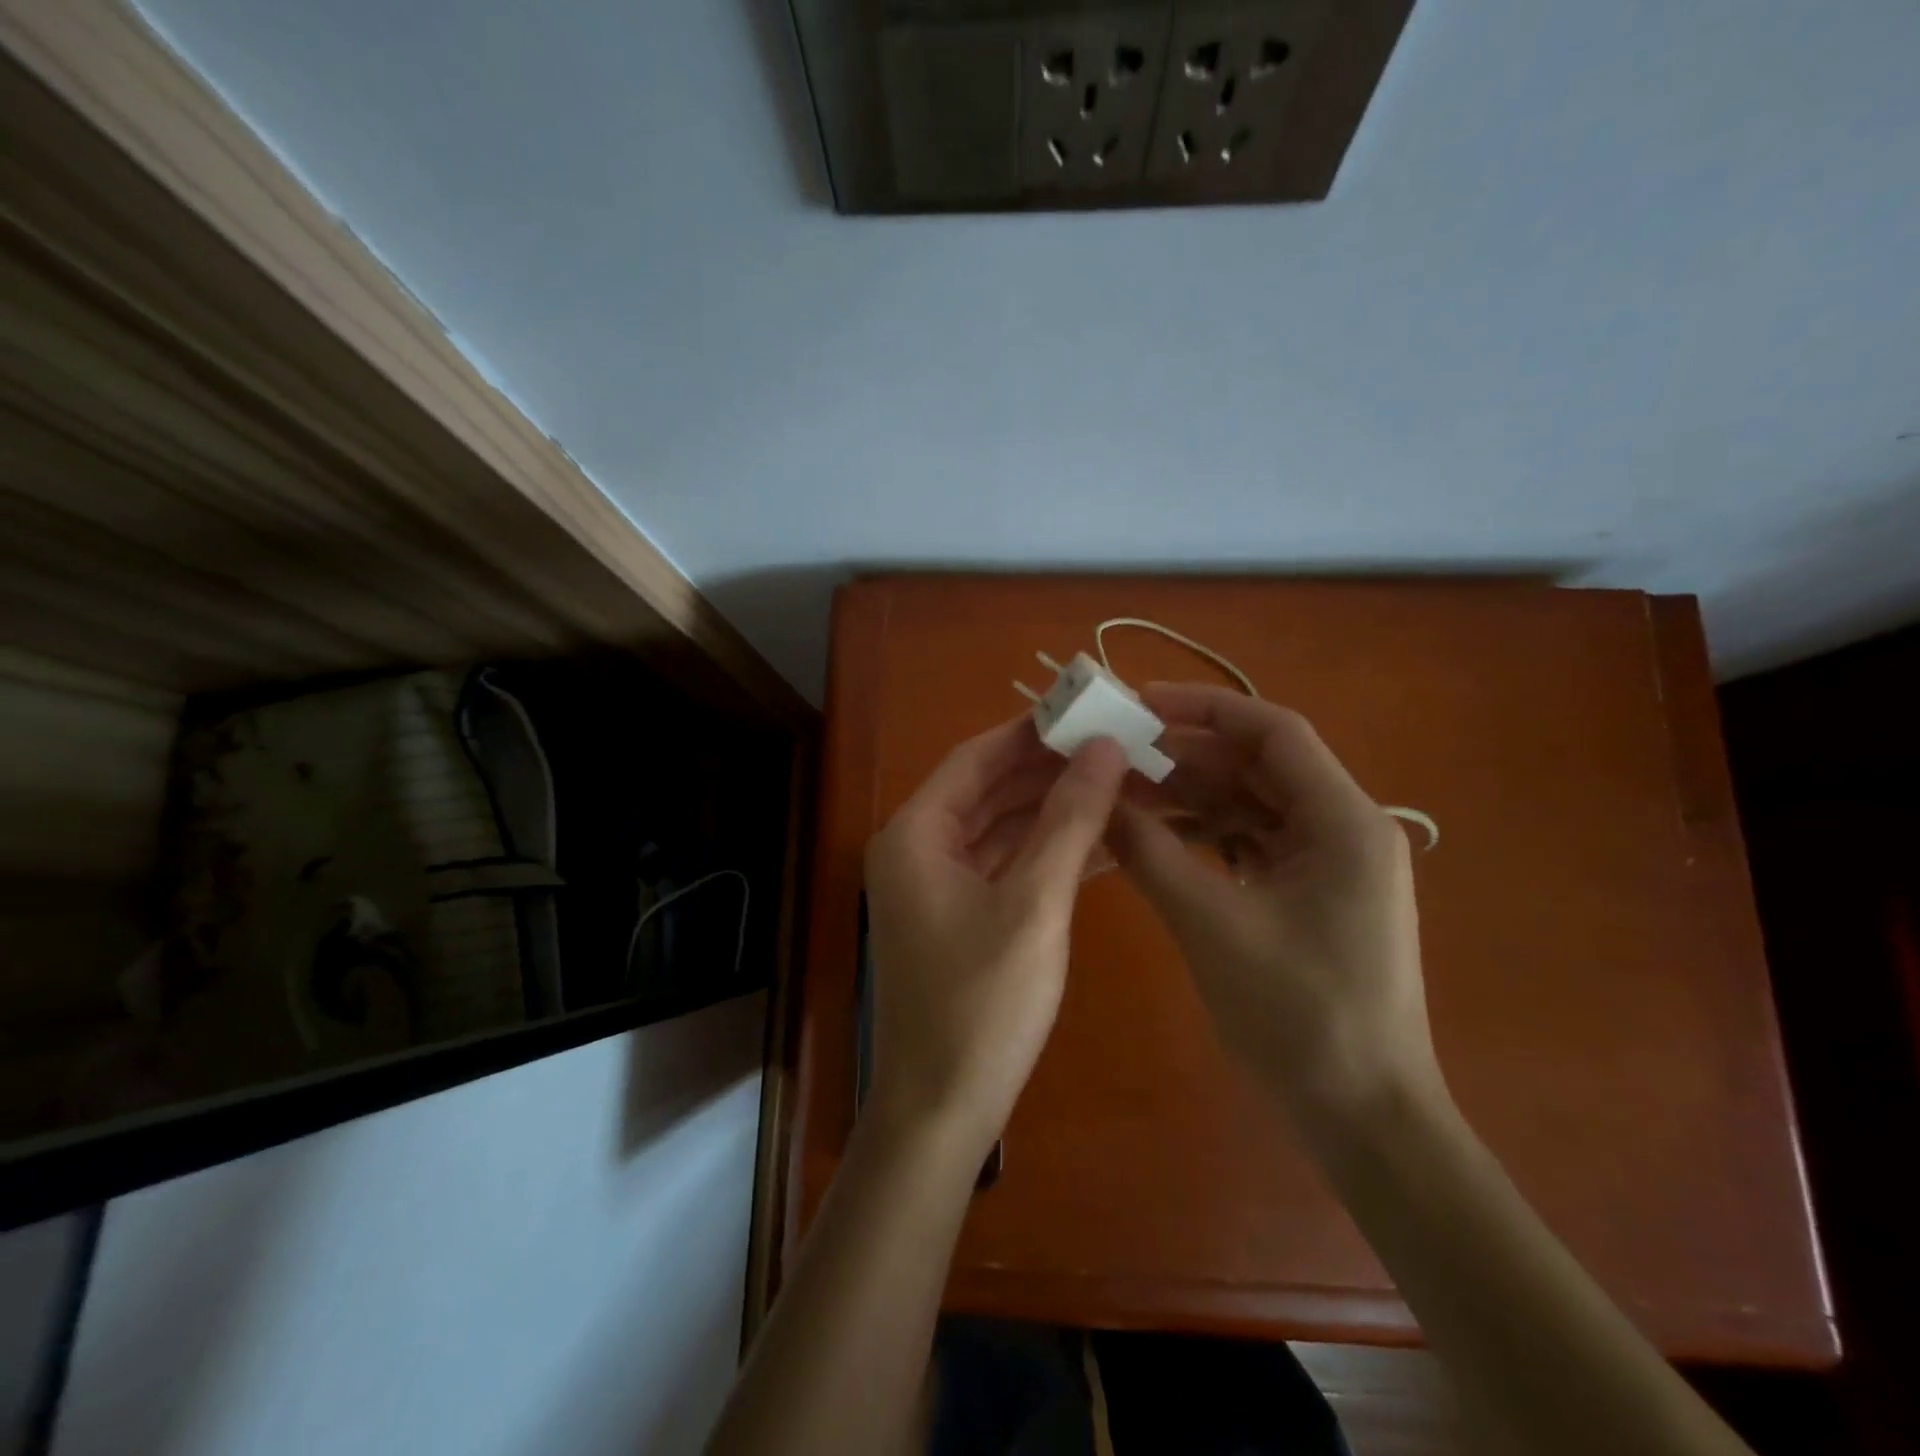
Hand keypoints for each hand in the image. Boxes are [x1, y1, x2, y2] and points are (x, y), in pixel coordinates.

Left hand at [863, 720, 1127, 1157]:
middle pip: (988, 790)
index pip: (976, 759)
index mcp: (916, 834)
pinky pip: (1004, 866)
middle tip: (1114, 746)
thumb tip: (1103, 749)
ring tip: (1119, 784)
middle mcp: (917, 849)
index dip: (1030, 732)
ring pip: (1000, 828)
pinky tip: (1101, 841)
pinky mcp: (958, 916)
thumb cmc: (982, 1005)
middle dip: (1049, 770)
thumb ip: (1069, 822)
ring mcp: (936, 885)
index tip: (1086, 711)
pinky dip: (1045, 852)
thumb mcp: (1034, 904)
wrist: (942, 1111)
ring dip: (1053, 811)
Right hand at [1110, 685, 1441, 1126]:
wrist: (1362, 1117)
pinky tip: (1157, 836)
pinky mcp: (1313, 893)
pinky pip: (1253, 842)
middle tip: (1116, 753)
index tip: (1140, 703)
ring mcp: (1331, 863)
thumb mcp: (1211, 924)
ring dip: (1191, 796)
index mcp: (1343, 821)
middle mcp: (1345, 828)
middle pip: (1258, 766)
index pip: (1273, 732)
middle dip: (1186, 755)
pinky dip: (1206, 835)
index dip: (1205, 708)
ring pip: (1252, 804)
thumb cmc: (1298, 1015)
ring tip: (1124, 792)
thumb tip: (1098, 798)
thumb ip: (1151, 852)